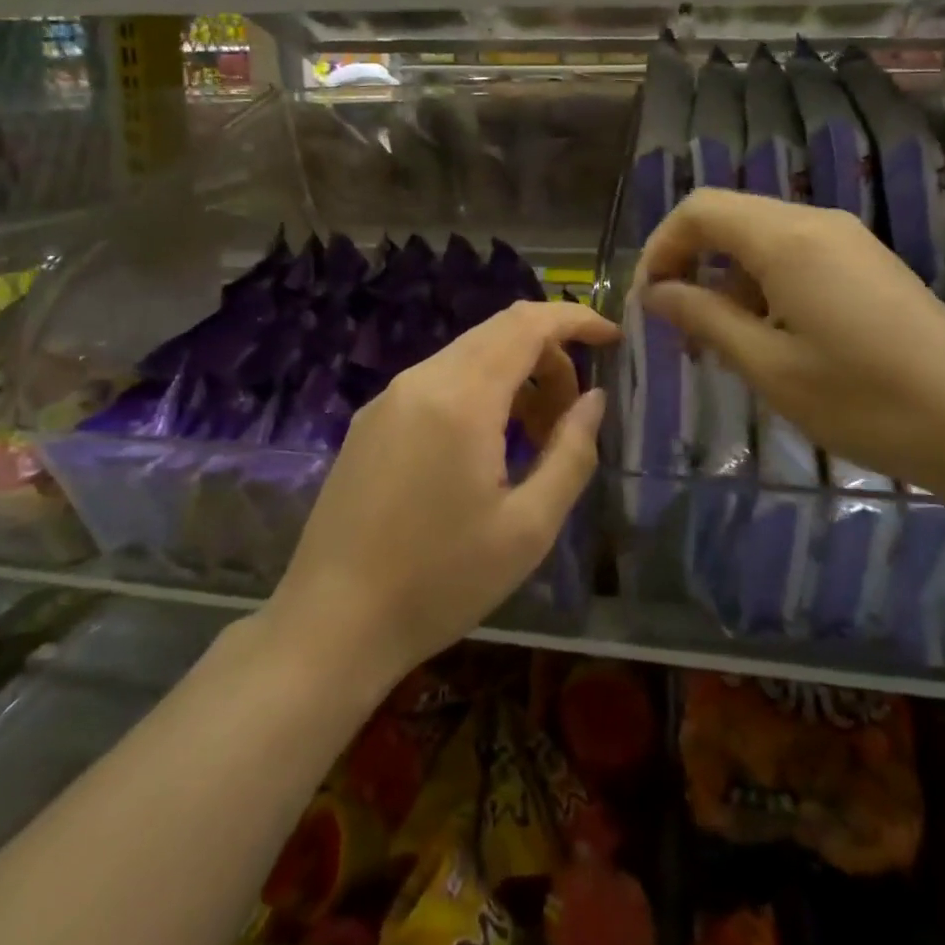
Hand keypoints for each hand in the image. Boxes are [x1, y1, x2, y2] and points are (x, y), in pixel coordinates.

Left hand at [270, 299, 619, 690]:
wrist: (332, 623)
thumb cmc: (440, 581)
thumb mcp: (528, 527)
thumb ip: (571, 452)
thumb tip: (593, 399)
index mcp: (461, 397)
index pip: (527, 324)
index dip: (575, 320)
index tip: (612, 340)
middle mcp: (420, 380)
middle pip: (498, 332)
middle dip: (549, 356)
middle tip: (574, 411)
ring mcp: (388, 398)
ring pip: (467, 356)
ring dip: (513, 377)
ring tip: (534, 437)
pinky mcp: (370, 421)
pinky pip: (437, 382)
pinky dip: (477, 392)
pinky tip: (484, 448)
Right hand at [635, 188, 944, 494]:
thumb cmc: (864, 401)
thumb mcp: (768, 366)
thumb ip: (704, 318)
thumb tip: (656, 293)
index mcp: (786, 238)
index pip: (699, 209)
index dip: (661, 247)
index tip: (648, 300)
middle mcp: (816, 222)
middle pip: (728, 217)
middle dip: (690, 262)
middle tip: (677, 324)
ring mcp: (848, 240)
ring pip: (761, 237)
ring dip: (726, 278)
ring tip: (719, 341)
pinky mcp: (868, 263)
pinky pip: (795, 255)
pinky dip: (763, 284)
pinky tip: (770, 336)